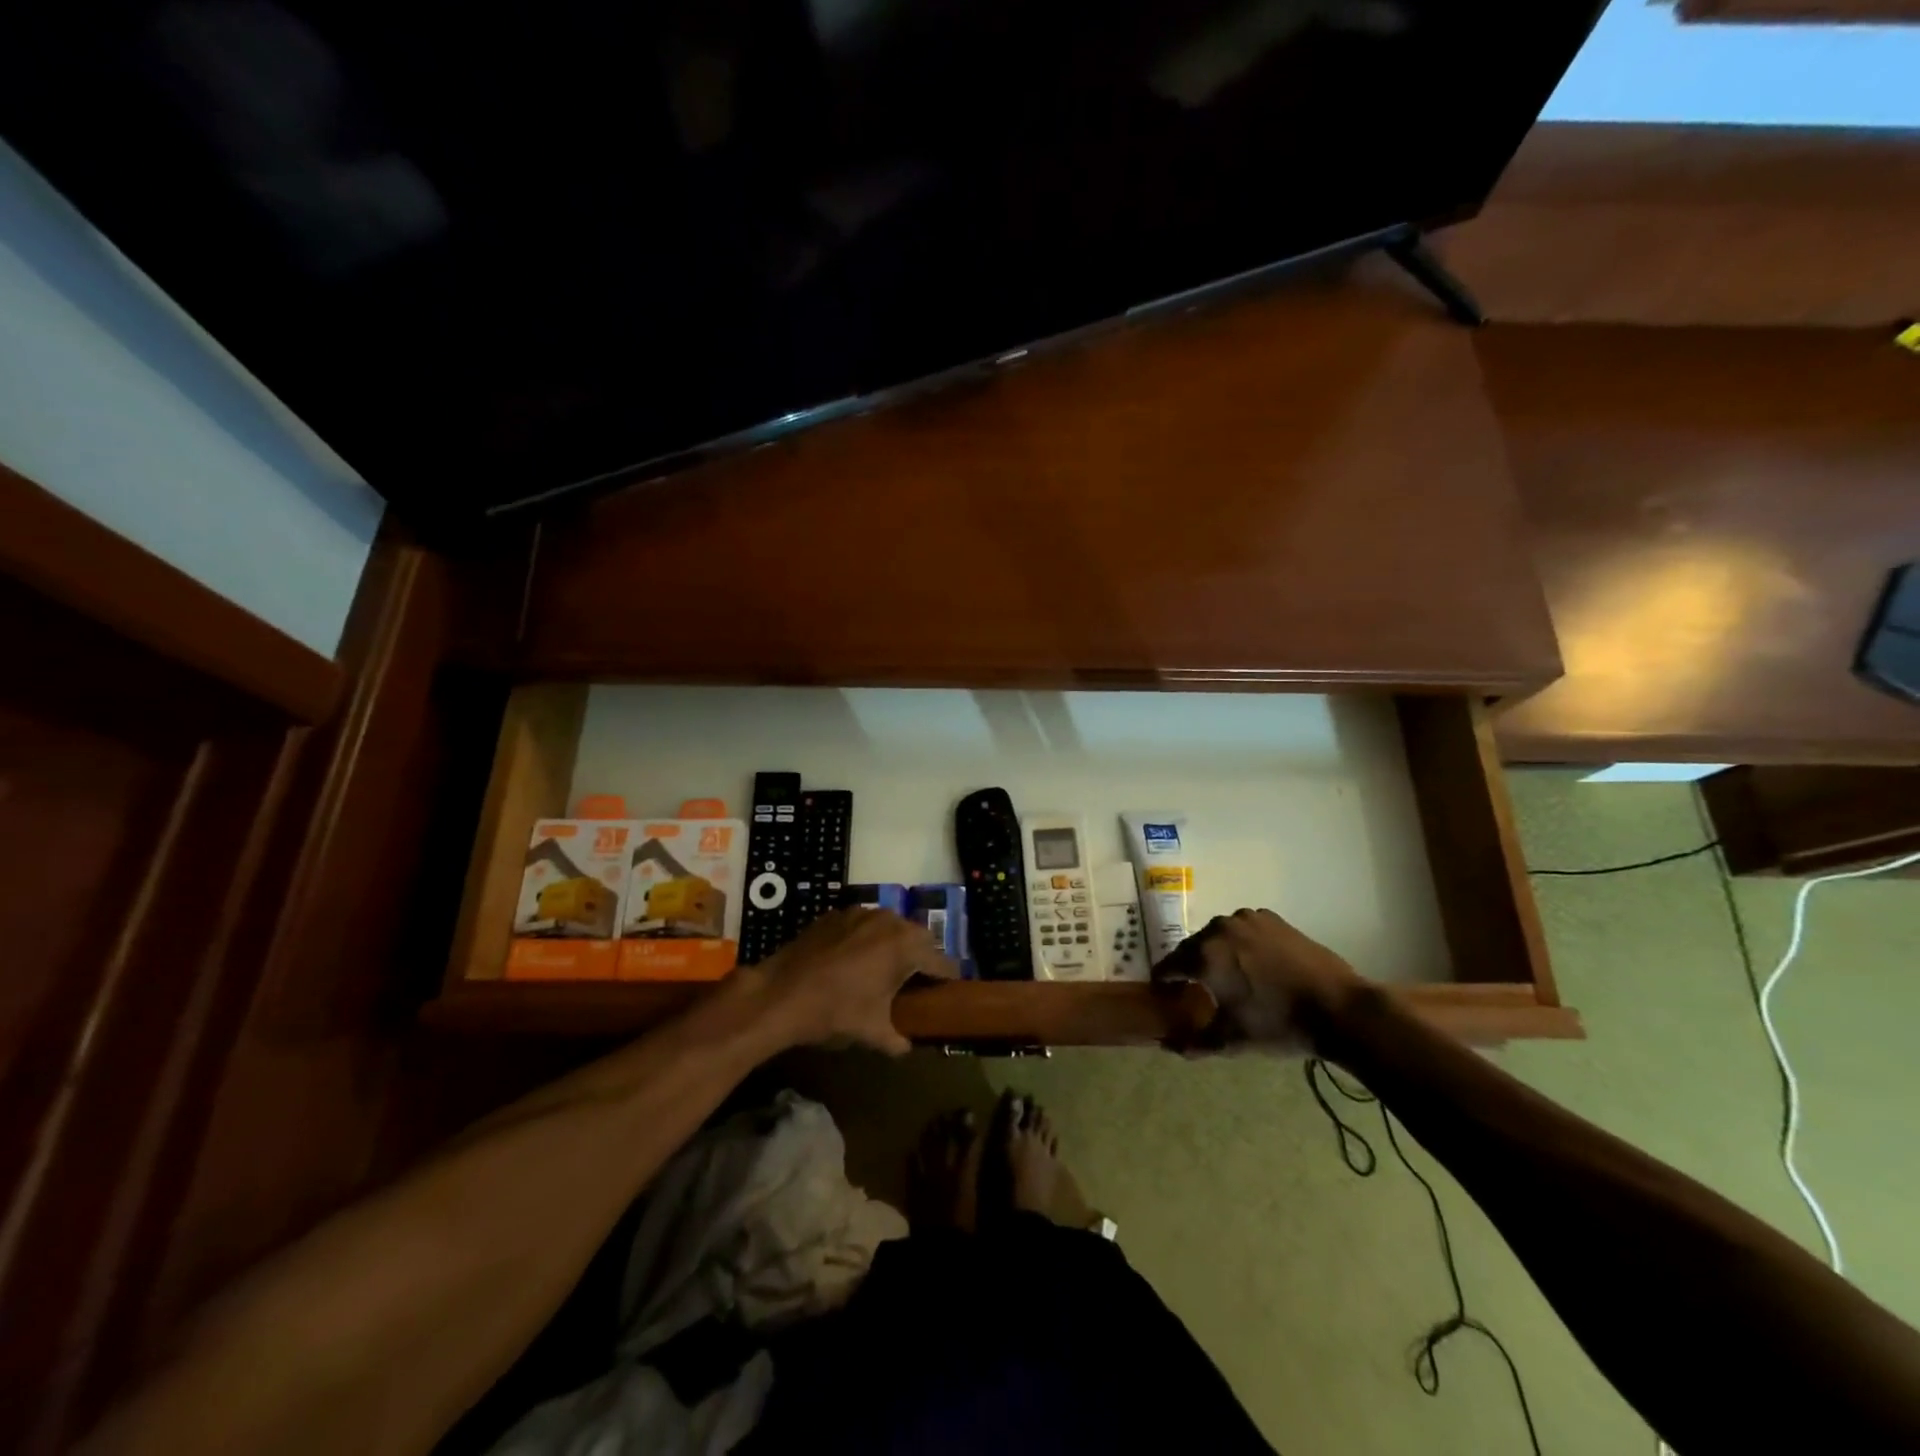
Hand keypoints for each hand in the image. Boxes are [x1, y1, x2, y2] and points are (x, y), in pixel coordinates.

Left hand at [753, 908, 957, 1055]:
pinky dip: (866, 938)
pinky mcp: (836, 914)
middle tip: (916, 982)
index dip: (947, 978)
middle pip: (918, 937)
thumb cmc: (835, 1011)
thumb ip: (897, 1040)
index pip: (940, 961)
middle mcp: (889, 920)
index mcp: (906, 945)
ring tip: (884, 970)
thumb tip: (906, 1048)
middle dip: (921, 957)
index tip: (949, 991)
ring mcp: (860, 913)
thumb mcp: (872, 1032)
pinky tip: (853, 961)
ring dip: (893, 944)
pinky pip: (863, 924)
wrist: (780, 993)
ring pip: (890, 926)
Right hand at [1152, 908, 1361, 1053]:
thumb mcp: (1233, 1040)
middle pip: (1193, 947)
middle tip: (1196, 987)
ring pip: (1219, 935)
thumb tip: (1169, 1047)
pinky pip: (1244, 929)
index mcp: (1204, 955)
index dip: (1165, 980)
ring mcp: (1248, 919)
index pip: (1170, 965)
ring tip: (1227, 975)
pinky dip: (1241, 943)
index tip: (1165, 992)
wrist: (1339, 1007)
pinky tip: (1254, 962)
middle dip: (1191, 965)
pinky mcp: (1272, 919)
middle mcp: (1220, 929)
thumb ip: (1196, 1043)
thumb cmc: (1279, 1024)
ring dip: (1217, 952)